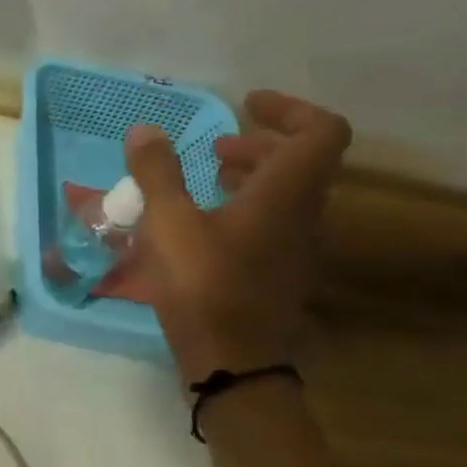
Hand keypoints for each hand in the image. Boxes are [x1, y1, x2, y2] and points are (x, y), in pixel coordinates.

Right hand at [93, 91, 350, 381]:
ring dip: (252, 176)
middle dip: (259, 145)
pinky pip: (274, 222)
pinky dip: (246, 207)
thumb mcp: (169, 223)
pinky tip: (204, 224)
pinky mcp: (279, 272)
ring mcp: (296, 247)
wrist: (231, 361)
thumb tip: (145, 130)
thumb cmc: (203, 284)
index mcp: (286, 193)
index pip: (321, 132)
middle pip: (302, 162)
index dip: (289, 109)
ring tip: (206, 179)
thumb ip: (158, 173)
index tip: (246, 105)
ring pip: (288, 194)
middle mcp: (304, 215)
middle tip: (214, 148)